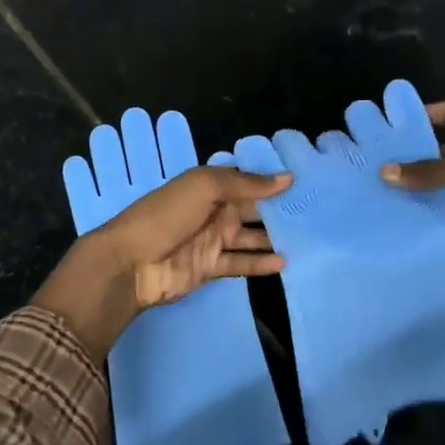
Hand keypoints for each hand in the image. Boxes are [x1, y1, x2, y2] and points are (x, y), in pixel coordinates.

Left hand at [34, 166, 290, 358]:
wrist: (130, 263)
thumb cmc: (165, 215)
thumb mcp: (204, 187)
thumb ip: (246, 183)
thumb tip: (287, 178)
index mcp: (208, 186)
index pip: (245, 180)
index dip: (270, 180)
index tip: (304, 181)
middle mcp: (213, 211)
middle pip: (251, 209)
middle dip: (278, 209)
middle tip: (315, 211)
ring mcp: (212, 240)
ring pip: (250, 237)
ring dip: (273, 237)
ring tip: (307, 237)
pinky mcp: (211, 267)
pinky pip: (241, 263)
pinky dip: (261, 263)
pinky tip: (284, 261)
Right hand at [384, 100, 444, 365]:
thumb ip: (428, 172)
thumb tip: (385, 171)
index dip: (424, 114)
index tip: (393, 122)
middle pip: (439, 152)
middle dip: (412, 157)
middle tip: (372, 163)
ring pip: (442, 185)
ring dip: (418, 189)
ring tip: (378, 193)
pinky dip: (432, 214)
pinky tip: (402, 218)